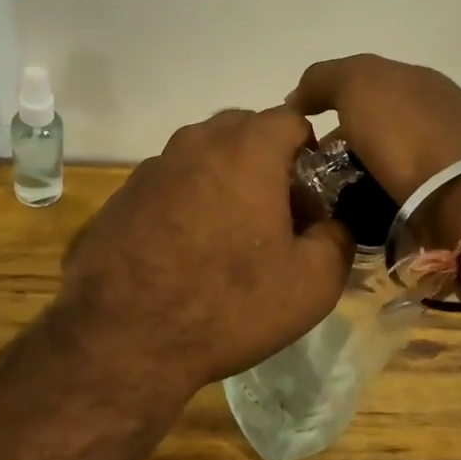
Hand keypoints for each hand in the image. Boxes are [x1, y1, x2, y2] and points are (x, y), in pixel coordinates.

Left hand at [56, 107, 354, 394]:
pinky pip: (170, 182)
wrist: (124, 340)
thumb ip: (338, 237)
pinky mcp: (122, 195)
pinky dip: (187, 200)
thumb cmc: (228, 305)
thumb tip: (331, 223)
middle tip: (274, 216)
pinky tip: (185, 250)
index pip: (291, 119)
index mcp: (246, 150)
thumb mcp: (312, 283)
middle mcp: (195, 143)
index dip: (310, 154)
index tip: (310, 197)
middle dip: (267, 162)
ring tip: (227, 237)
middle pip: (244, 131)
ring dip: (225, 181)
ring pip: (204, 156)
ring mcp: (152, 167)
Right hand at [288, 54, 460, 245]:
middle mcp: (432, 111)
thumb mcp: (357, 83)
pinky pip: (395, 189)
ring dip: (356, 171)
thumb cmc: (405, 131)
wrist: (460, 194)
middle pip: (372, 122)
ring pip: (382, 159)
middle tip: (308, 168)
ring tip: (326, 195)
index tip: (301, 130)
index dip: (326, 100)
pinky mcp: (444, 194)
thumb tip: (297, 99)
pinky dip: (374, 195)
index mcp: (416, 79)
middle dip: (340, 141)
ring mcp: (441, 155)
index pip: (361, 82)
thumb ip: (323, 79)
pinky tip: (356, 209)